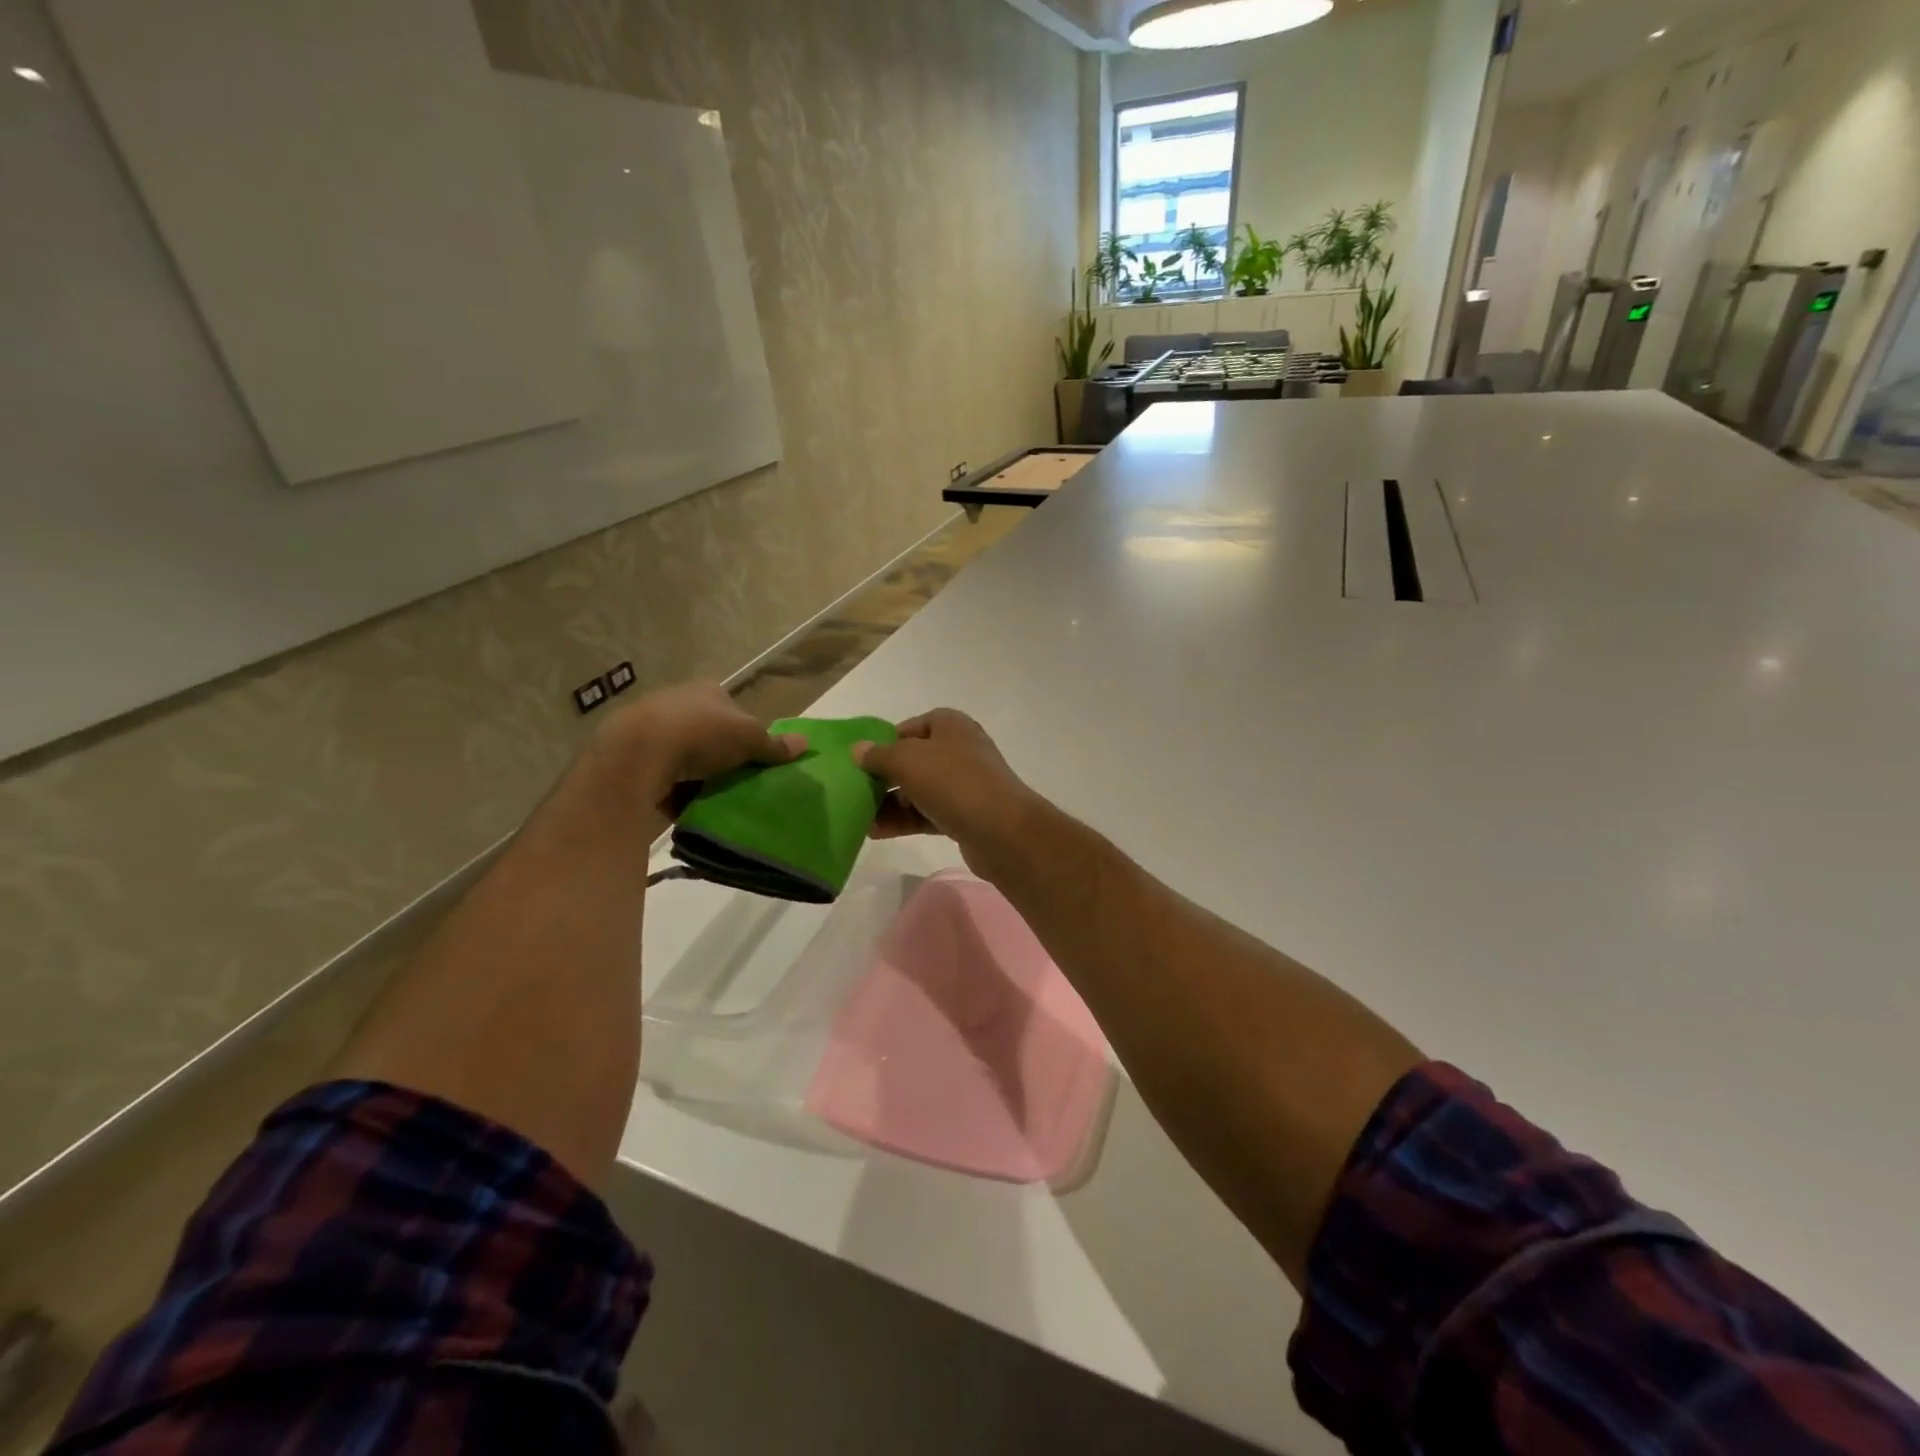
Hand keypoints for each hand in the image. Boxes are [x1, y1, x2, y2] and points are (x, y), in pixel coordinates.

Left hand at [599, 683, 803, 823]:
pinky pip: (661, 774)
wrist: (637, 753)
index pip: (733, 710)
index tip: (753, 759)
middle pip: (708, 732)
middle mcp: (678, 702)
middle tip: (736, 781)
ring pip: (683, 754)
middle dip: (720, 756)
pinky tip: (683, 807)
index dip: (745, 733)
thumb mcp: (749, 738)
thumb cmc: (701, 734)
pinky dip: (672, 790)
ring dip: (695, 774)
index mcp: (707, 691)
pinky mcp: (631, 754)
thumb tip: (806, 743)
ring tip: (711, 798)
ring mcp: (650, 726)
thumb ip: (774, 745)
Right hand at [852, 710, 1042, 880]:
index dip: (885, 742)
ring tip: (859, 818)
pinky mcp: (964, 815)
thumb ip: (879, 755)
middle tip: (855, 792)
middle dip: (883, 777)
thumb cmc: (953, 782)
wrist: (1001, 830)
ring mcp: (963, 785)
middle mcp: (959, 751)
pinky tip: (875, 832)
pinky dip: (903, 821)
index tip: (862, 762)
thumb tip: (858, 750)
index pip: (911, 727)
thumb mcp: (908, 760)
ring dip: (889, 804)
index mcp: (951, 726)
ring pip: (918, 790)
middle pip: (913, 760)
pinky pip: (926, 814)